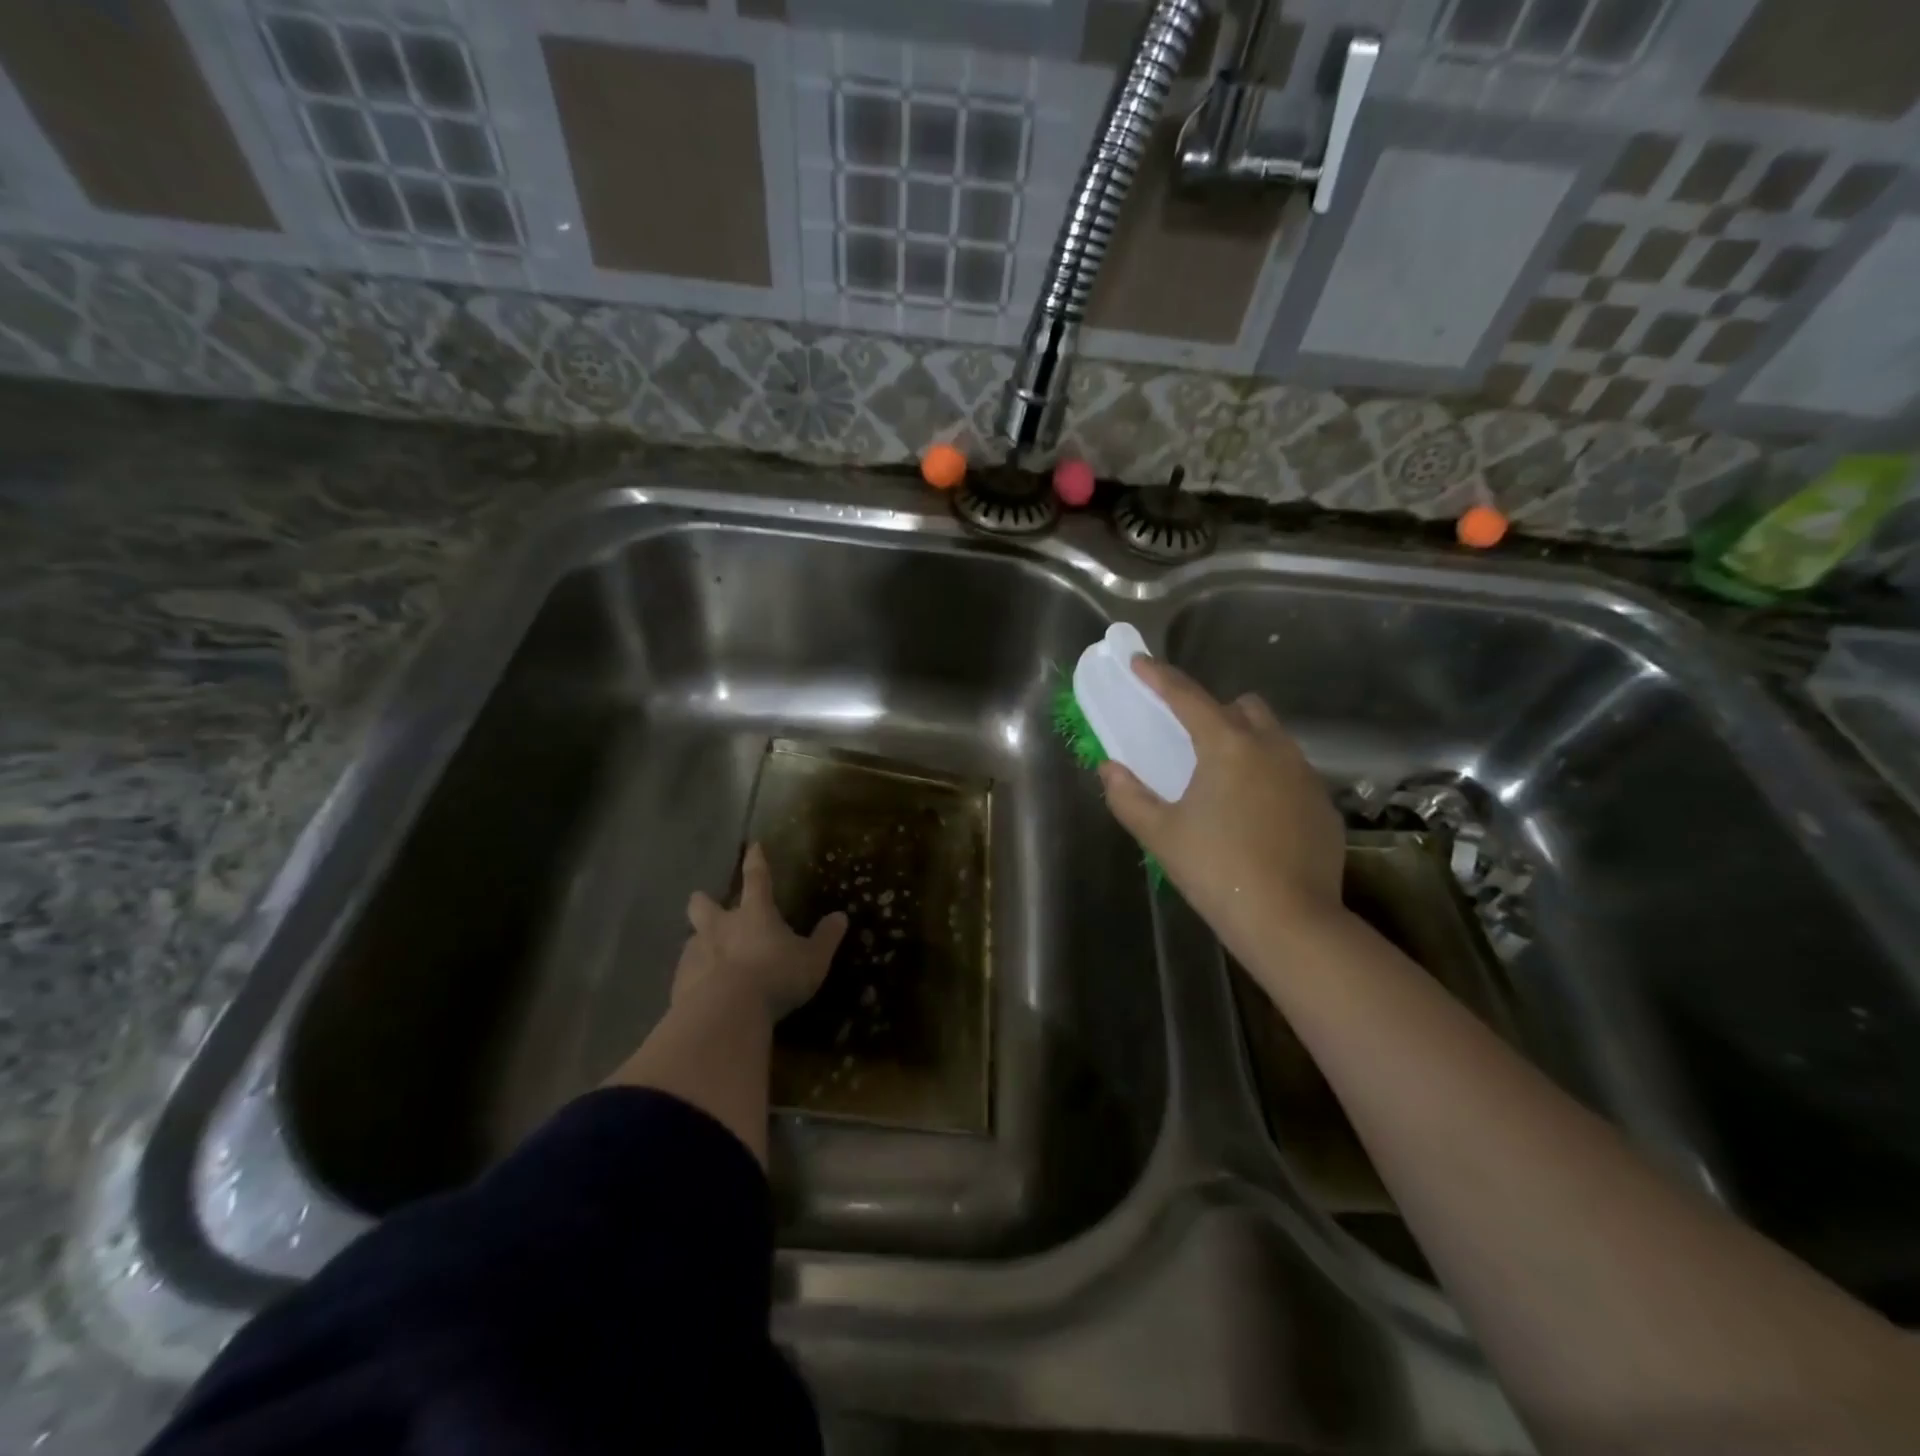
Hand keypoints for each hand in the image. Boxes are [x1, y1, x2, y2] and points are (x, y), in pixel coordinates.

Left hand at [675, 843, 847, 1019]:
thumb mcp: (812, 960)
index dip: (756, 862)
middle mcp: (720, 926)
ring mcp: (696, 953)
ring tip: (709, 958)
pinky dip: (694, 977)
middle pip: (703, 905)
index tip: (753, 846)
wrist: (726, 1013)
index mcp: (754, 914)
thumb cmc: (776, 977)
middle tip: (704, 903)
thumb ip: (826, 939)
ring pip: (692, 939)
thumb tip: (841, 917)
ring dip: (700, 943)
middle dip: (703, 902)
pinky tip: (703, 992)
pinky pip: (686, 973)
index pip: (757, 879)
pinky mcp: (680, 982)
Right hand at [1098, 658, 1345, 951]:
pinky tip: (1256, 816)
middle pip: (1242, 707)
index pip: (1187, 696)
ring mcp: (1305, 775)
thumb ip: (1128, 795)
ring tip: (1223, 781)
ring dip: (1246, 743)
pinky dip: (1269, 778)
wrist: (1289, 921)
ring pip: (1272, 738)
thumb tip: (1110, 769)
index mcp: (1227, 745)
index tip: (1140, 663)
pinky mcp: (1323, 805)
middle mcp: (1272, 747)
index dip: (1159, 677)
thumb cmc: (1215, 869)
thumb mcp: (1160, 834)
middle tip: (1190, 740)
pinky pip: (1291, 773)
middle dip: (1214, 710)